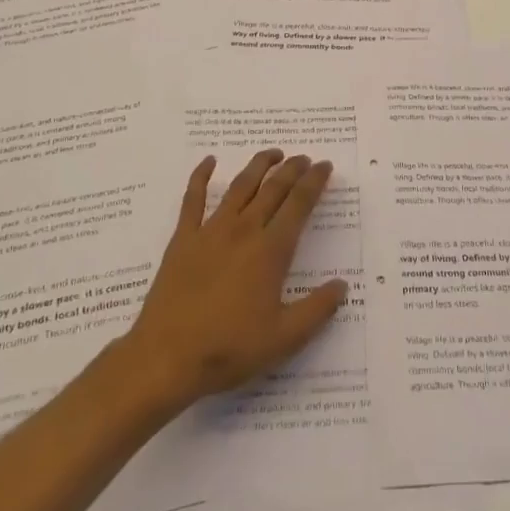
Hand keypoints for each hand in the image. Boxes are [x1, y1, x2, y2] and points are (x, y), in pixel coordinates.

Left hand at [115, 149, 346, 417]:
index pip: (299, 205)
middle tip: (304, 158)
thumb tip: (342, 285)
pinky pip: (193, 199)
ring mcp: (210, 231)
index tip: (325, 166)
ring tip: (272, 153)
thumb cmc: (230, 348)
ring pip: (240, 187)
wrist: (167, 357)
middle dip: (292, 170)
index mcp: (270, 251)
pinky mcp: (183, 239)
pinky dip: (201, 176)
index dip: (314, 182)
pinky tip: (209, 162)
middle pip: (273, 189)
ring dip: (258, 166)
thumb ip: (318, 309)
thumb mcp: (285, 337)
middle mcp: (244, 231)